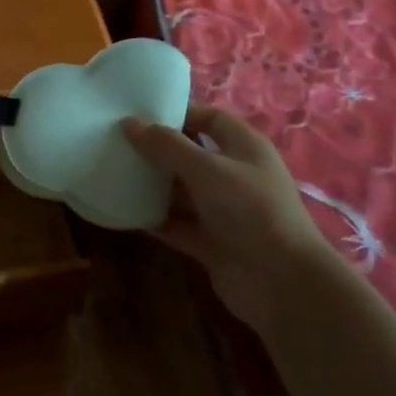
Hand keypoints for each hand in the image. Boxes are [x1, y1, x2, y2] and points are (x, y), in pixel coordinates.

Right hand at [121, 105, 334, 318]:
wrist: (282, 282)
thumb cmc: (250, 209)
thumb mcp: (207, 169)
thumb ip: (167, 145)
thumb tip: (129, 123)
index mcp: (244, 147)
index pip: (210, 119)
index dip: (180, 113)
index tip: (140, 113)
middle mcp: (234, 175)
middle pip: (191, 155)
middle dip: (158, 149)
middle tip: (117, 142)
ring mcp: (223, 211)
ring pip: (181, 191)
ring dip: (152, 185)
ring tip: (113, 172)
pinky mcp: (211, 242)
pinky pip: (177, 224)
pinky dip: (154, 218)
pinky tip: (124, 211)